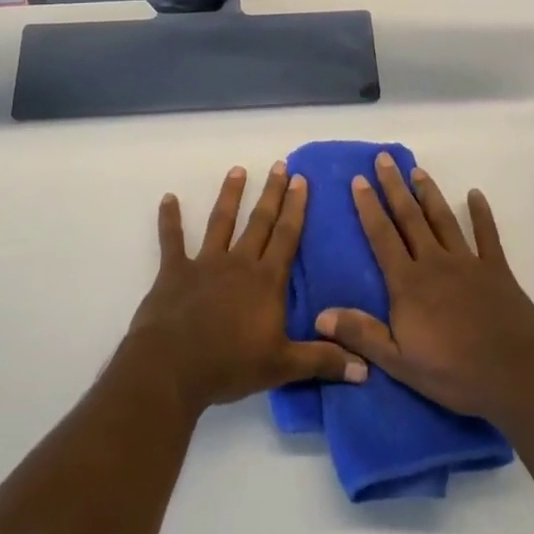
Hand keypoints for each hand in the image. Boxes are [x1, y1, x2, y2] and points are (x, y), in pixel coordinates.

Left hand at [124, 162, 365, 416]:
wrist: (173, 367)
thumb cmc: (230, 365)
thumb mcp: (283, 366)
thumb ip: (322, 360)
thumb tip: (366, 368)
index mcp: (266, 281)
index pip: (287, 236)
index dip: (296, 208)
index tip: (301, 179)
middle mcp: (239, 263)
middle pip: (260, 222)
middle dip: (272, 193)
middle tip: (280, 165)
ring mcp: (205, 263)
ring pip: (221, 222)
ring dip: (230, 195)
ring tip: (237, 170)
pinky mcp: (174, 271)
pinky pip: (172, 240)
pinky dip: (169, 219)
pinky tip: (168, 198)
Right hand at [314, 153, 533, 421]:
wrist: (514, 374)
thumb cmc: (453, 372)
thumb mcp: (399, 362)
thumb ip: (361, 335)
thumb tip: (320, 315)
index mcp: (408, 284)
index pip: (382, 237)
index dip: (369, 207)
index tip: (359, 180)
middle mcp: (434, 263)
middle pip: (410, 218)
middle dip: (394, 187)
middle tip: (384, 158)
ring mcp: (467, 262)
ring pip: (443, 219)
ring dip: (429, 193)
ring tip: (417, 170)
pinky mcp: (497, 269)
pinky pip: (488, 235)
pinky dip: (482, 214)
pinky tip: (476, 194)